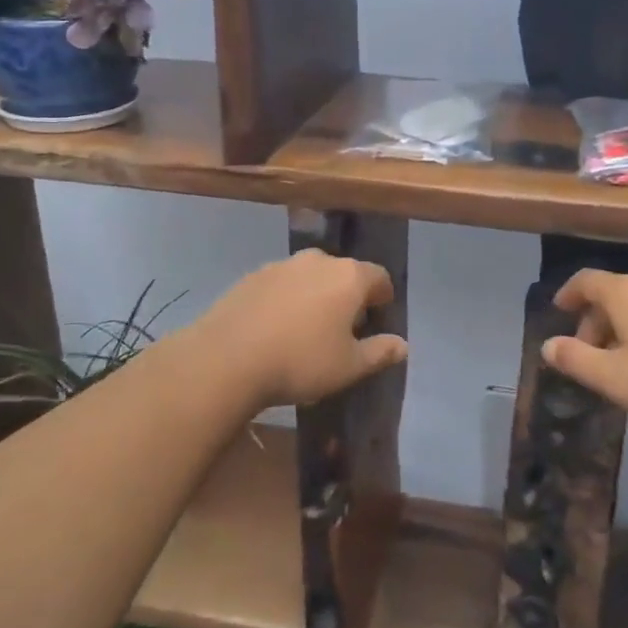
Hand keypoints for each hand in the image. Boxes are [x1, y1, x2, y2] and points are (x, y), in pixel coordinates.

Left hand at [184, 249, 407, 409]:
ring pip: (310, 277)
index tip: (377, 320)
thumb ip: (379, 352)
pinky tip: (275, 329)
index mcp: (349, 276)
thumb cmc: (300, 361)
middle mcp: (318, 261)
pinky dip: (286, 300)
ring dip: (315, 296)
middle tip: (343, 329)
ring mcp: (281, 265)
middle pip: (344, 274)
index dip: (383, 299)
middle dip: (348, 296)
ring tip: (306, 330)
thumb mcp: (349, 367)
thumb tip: (402, 345)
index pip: (379, 278)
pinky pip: (281, 285)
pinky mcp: (251, 276)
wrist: (226, 358)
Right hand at [541, 271, 627, 438]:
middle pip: (614, 292)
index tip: (559, 310)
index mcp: (626, 292)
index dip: (569, 293)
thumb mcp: (612, 377)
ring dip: (622, 326)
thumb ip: (575, 358)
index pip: (587, 280)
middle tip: (588, 354)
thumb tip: (548, 345)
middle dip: (595, 320)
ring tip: (620, 361)